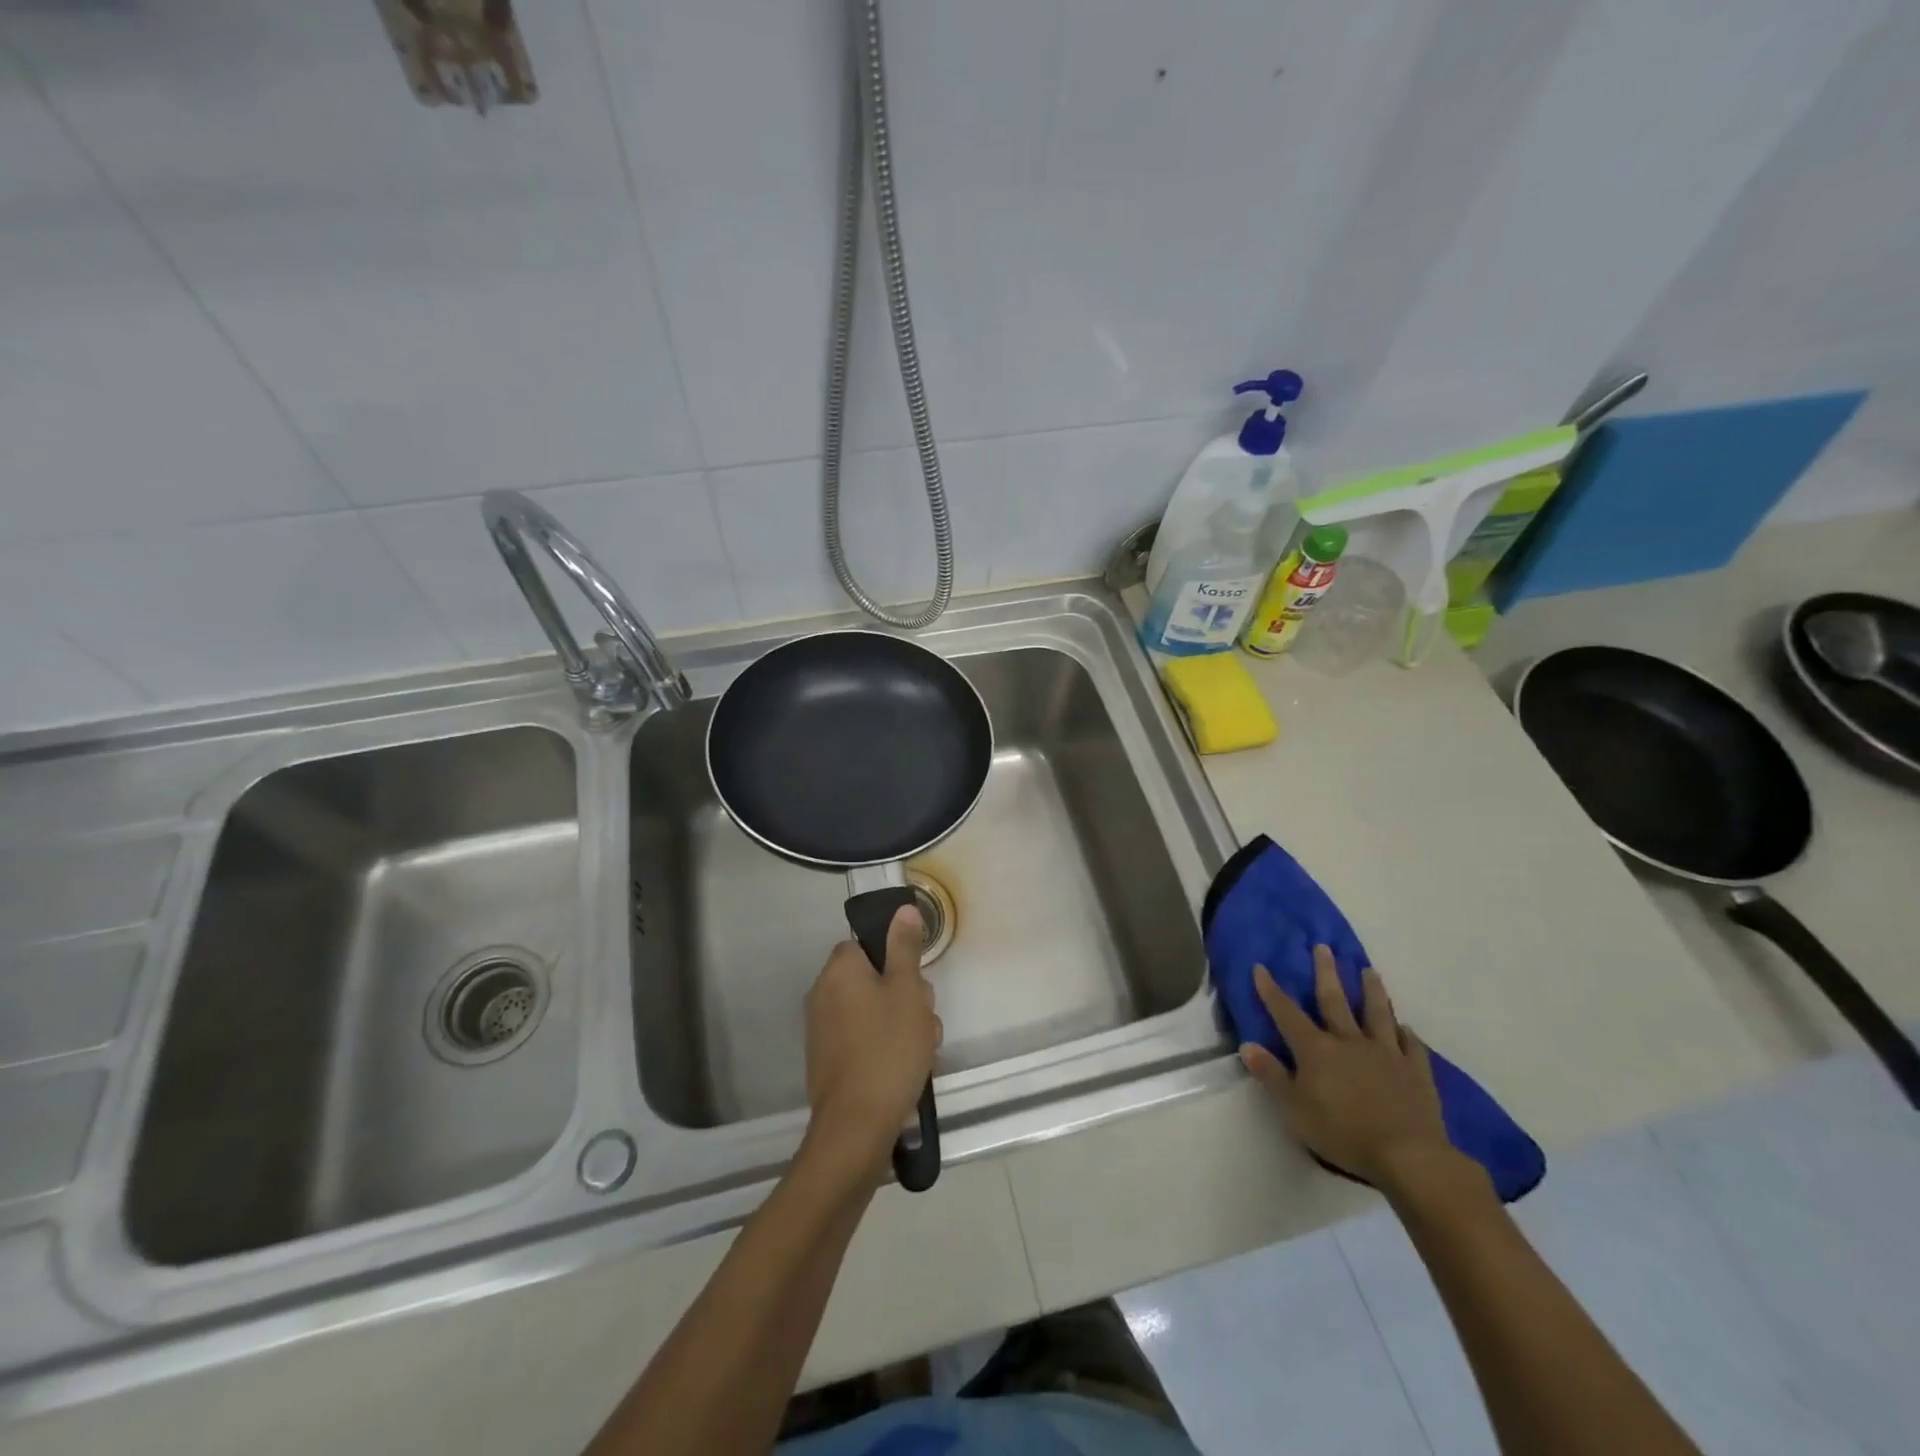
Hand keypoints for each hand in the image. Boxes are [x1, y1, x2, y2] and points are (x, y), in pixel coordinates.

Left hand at [803, 907, 941, 1175]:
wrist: (856, 1128)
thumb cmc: (887, 1050)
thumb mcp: (907, 992)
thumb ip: (905, 948)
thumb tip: (902, 908)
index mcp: (839, 970)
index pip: (868, 944)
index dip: (898, 961)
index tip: (917, 985)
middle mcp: (824, 994)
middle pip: (875, 978)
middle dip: (907, 997)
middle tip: (924, 1021)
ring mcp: (824, 1030)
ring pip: (875, 1011)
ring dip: (903, 1025)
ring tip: (922, 1052)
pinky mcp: (829, 1061)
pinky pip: (865, 1038)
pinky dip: (886, 1047)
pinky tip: (908, 1070)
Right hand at [1240, 945, 1453, 1191]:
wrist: (1407, 1155)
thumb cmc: (1342, 1132)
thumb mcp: (1294, 1109)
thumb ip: (1271, 1075)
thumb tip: (1247, 1045)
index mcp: (1316, 1050)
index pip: (1287, 1013)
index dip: (1271, 991)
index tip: (1261, 967)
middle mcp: (1349, 1041)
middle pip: (1335, 1001)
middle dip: (1326, 973)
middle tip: (1324, 947)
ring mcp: (1385, 1053)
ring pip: (1376, 1014)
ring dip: (1372, 991)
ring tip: (1370, 971)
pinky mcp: (1415, 1071)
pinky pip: (1410, 1044)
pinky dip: (1405, 1033)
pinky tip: (1404, 1026)